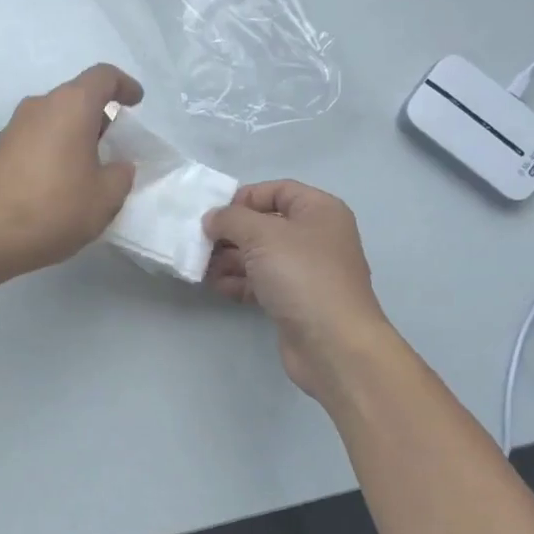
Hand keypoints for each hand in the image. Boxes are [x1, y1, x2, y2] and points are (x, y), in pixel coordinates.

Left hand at [0, 64, 143, 284]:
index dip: (124, 85)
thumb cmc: (54, 210)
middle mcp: (39, 107)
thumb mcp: (105, 198)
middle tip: (113, 148)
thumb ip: (120, 175)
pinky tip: (57, 183)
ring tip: (86, 170)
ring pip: (53, 119)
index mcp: (70, 107)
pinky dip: (52, 150)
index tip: (136, 102)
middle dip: (99, 117)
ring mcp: (13, 128)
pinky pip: (34, 139)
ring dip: (73, 136)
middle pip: (76, 98)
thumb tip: (117, 166)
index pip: (102, 77)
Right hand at [204, 181, 392, 398]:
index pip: (277, 190)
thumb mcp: (261, 235)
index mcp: (319, 211)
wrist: (333, 342)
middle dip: (231, 233)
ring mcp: (306, 271)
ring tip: (202, 267)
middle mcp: (316, 236)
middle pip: (265, 225)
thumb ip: (231, 219)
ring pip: (260, 256)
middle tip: (200, 243)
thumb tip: (212, 219)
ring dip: (229, 259)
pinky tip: (216, 286)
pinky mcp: (295, 300)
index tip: (215, 214)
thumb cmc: (302, 275)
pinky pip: (261, 282)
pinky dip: (239, 282)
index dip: (244, 197)